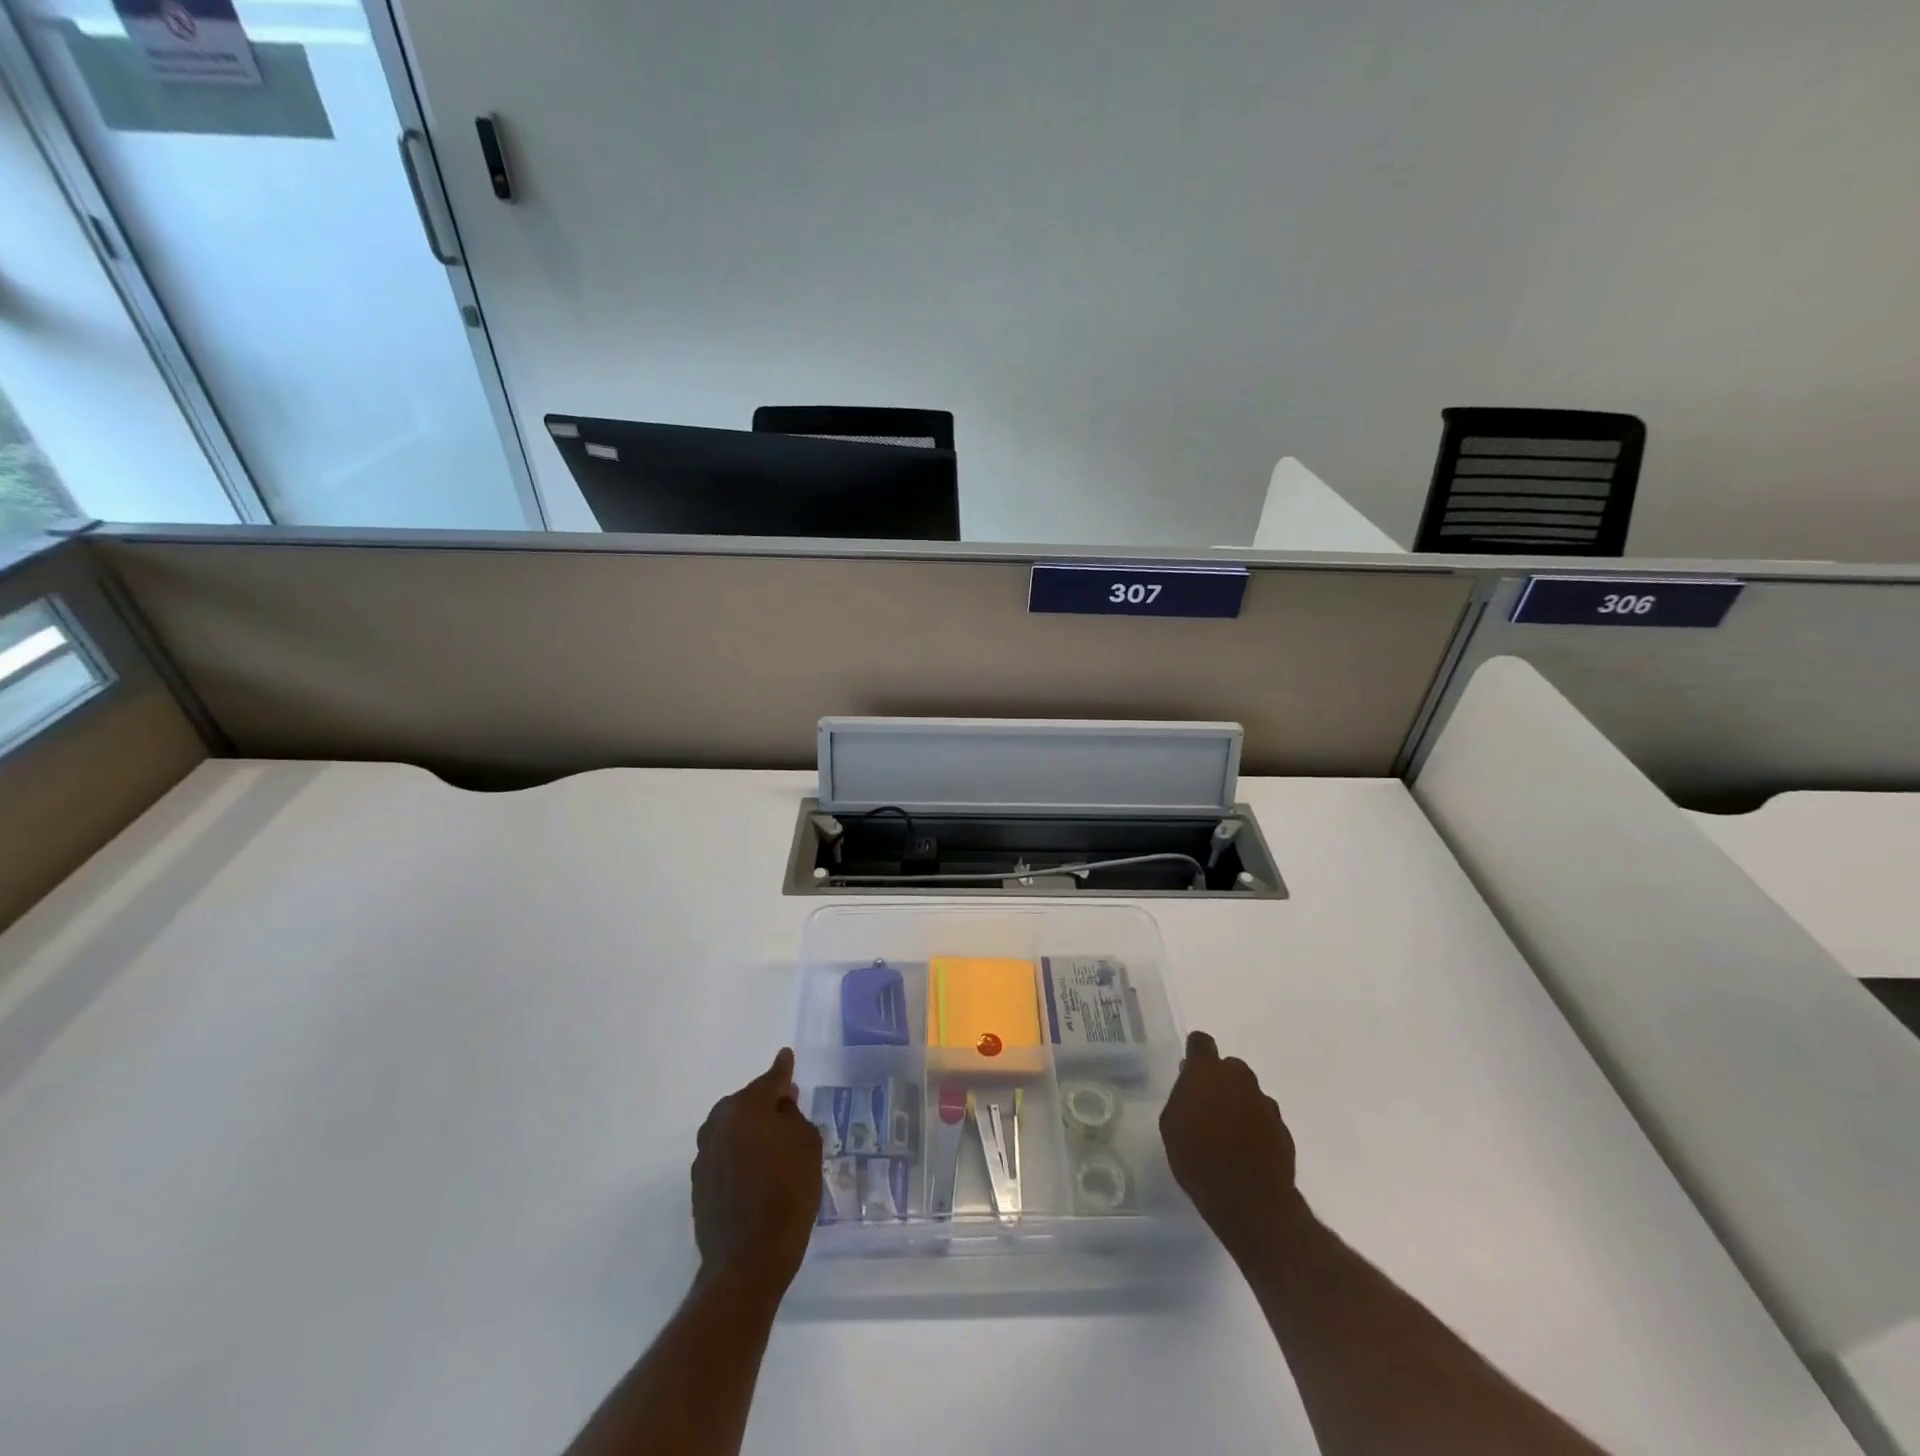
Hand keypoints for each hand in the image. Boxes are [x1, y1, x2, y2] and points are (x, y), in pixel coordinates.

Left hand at [691, 1048, 822, 1298]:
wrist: (748, 1261)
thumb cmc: (787, 1193)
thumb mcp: (807, 1144)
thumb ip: (793, 1115)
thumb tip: (780, 1105)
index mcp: (746, 1107)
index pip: (771, 1079)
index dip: (783, 1069)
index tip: (786, 1056)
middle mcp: (719, 1123)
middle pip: (748, 1103)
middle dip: (766, 1104)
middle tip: (788, 1111)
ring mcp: (704, 1154)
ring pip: (733, 1129)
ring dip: (750, 1131)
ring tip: (772, 1145)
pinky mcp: (698, 1184)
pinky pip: (724, 1155)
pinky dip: (739, 1156)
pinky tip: (755, 1172)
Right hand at [1160, 1029, 1303, 1264]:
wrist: (1250, 1201)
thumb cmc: (1198, 1159)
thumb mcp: (1171, 1126)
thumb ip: (1182, 1097)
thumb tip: (1192, 1087)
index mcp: (1207, 1072)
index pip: (1201, 1042)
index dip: (1195, 1052)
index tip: (1190, 1069)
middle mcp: (1239, 1078)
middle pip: (1229, 1067)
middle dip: (1220, 1081)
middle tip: (1208, 1107)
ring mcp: (1265, 1102)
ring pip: (1249, 1093)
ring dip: (1239, 1104)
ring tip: (1229, 1134)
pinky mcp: (1283, 1128)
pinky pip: (1264, 1118)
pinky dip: (1256, 1127)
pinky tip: (1247, 1152)